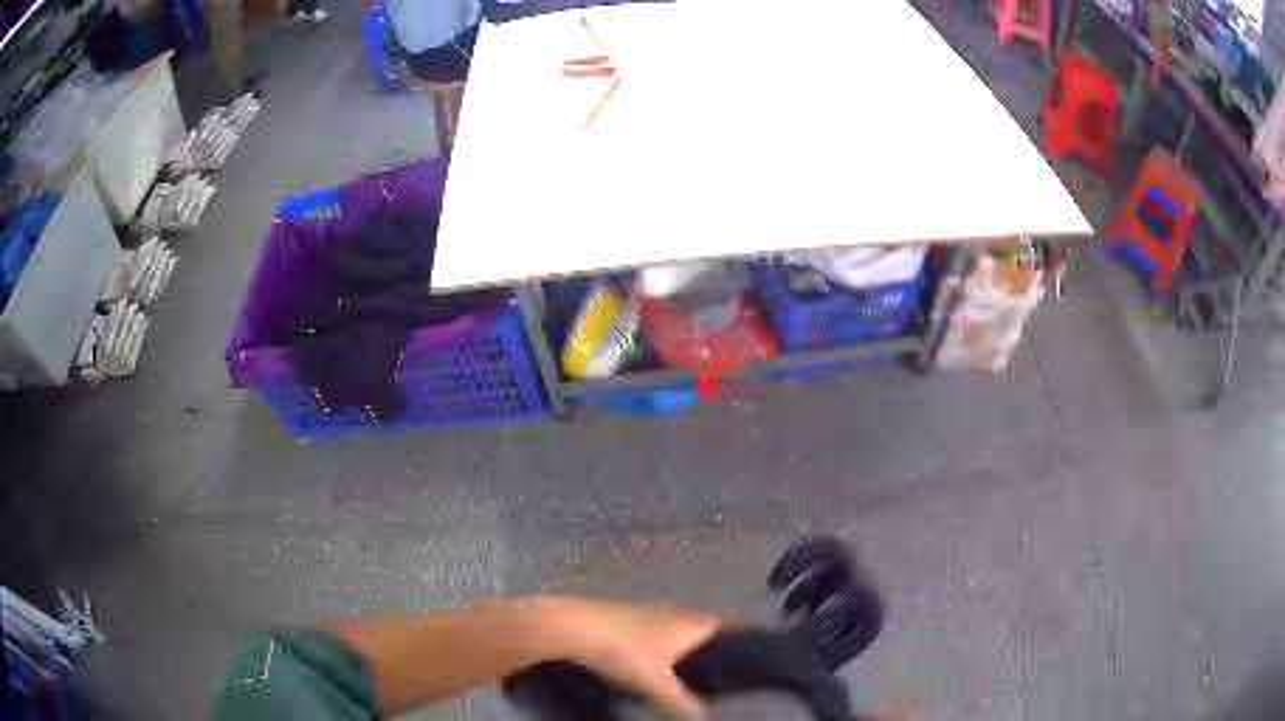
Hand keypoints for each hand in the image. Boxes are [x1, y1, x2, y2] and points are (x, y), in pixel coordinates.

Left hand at [539, 597, 722, 720]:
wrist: (570, 627)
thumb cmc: (623, 651)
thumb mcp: (656, 685)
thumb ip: (682, 704)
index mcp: (690, 623)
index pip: (727, 624)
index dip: (739, 638)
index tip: (749, 656)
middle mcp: (675, 612)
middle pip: (703, 627)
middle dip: (712, 647)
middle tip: (721, 672)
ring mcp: (647, 613)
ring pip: (678, 630)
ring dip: (685, 647)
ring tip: (691, 673)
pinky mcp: (625, 619)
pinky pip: (655, 633)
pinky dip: (662, 648)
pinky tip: (654, 665)